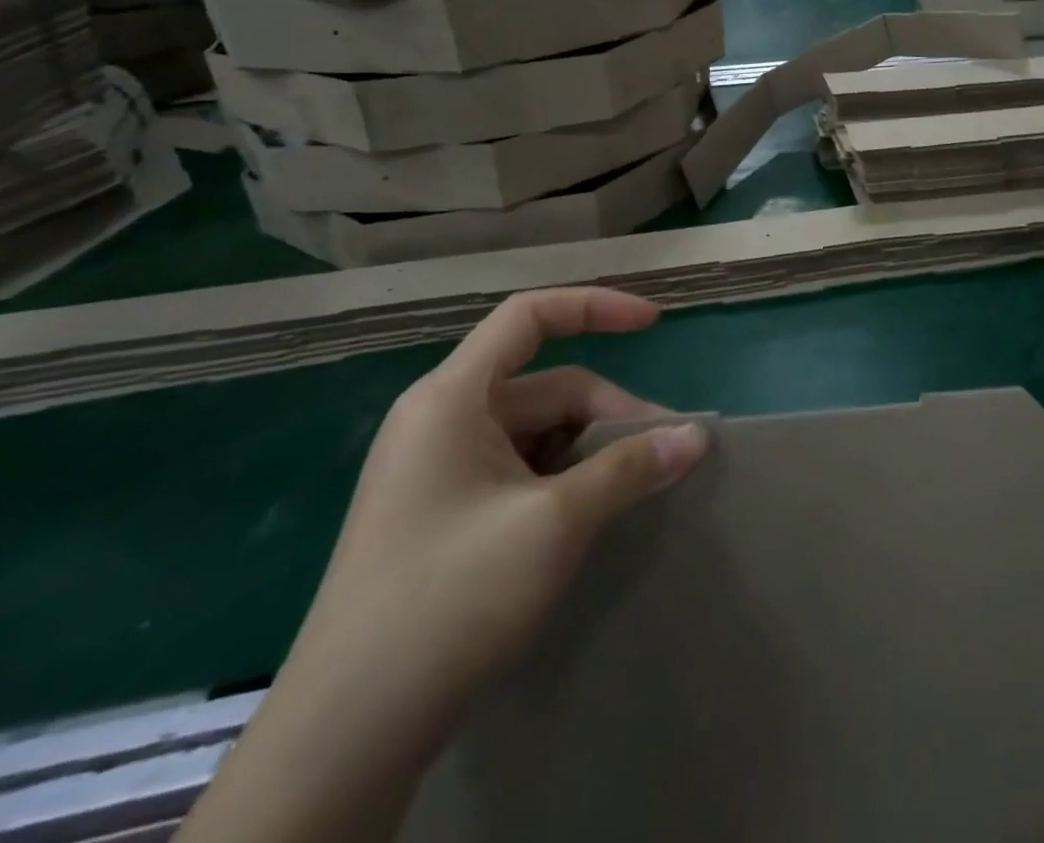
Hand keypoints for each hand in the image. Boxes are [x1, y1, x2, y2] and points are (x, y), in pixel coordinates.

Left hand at [285, 289, 707, 718]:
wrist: (346, 736)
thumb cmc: (449, 598)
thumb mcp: (555, 523)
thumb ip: (631, 468)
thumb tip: (697, 436)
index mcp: (452, 398)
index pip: (530, 316)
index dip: (596, 307)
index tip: (654, 324)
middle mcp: (442, 421)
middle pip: (547, 387)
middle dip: (611, 413)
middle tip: (668, 454)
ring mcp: (439, 471)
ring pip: (538, 434)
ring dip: (592, 451)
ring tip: (637, 488)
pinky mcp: (443, 516)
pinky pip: (520, 472)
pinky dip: (564, 481)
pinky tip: (592, 516)